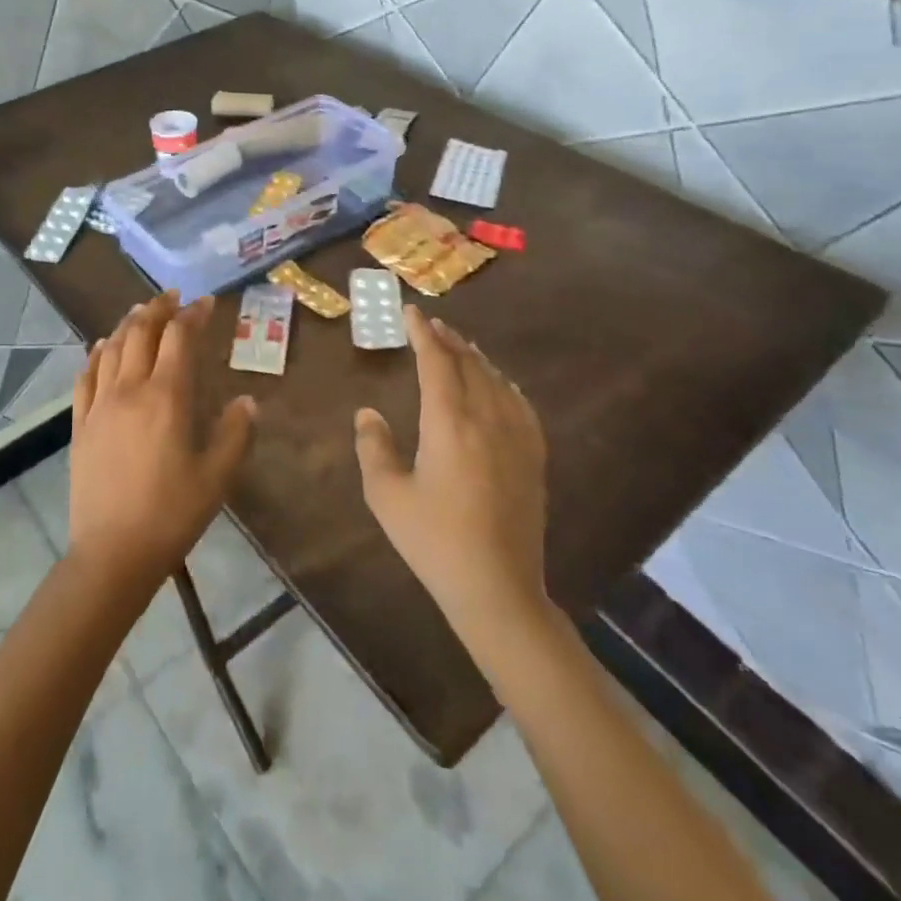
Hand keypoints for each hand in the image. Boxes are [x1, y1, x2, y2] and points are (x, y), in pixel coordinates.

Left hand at [68, 292, 256, 593]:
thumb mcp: (217, 477)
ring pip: (111, 348)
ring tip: (141, 312)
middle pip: (141, 332)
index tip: (206, 303)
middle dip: (159, 308)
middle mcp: (130, 389)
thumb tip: (247, 401)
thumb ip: (235, 433)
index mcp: (166, 397)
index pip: (179, 338)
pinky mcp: (80, 424)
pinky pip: (86, 376)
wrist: (113, 551)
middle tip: (173, 297)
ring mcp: (100, 405)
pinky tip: (102, 347)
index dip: (193, 315)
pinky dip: (97, 353)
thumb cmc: (172, 513)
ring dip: (128, 324)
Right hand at [353, 306, 553, 649]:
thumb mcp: (386, 495)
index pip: (436, 362)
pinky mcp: (533, 458)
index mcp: (448, 423)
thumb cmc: (434, 541)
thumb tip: (368, 413)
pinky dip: (504, 384)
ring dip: (475, 357)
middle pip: (468, 364)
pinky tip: (500, 384)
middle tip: (430, 324)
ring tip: (459, 345)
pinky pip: (520, 405)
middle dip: (448, 340)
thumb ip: (373, 447)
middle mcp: (486, 419)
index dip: (422, 333)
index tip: (411, 313)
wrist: (497, 588)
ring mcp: (516, 438)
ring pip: (496, 380)